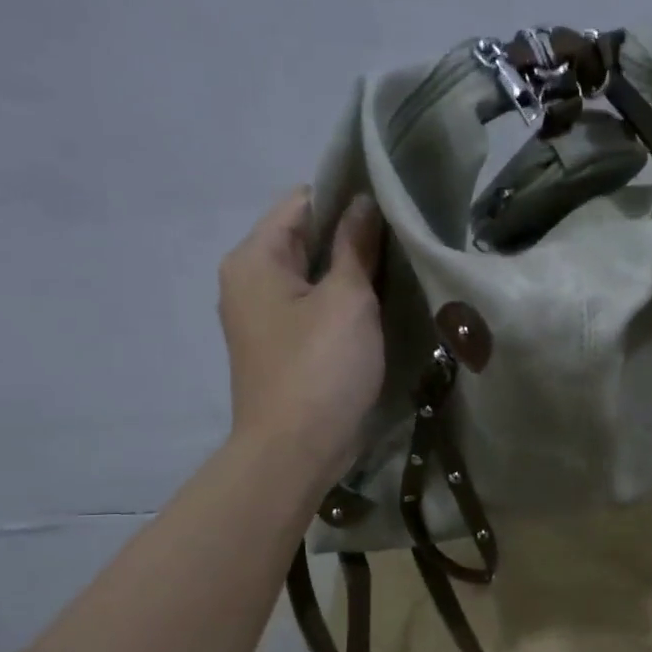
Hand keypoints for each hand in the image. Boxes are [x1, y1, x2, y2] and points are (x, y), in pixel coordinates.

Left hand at [218, 188, 383, 482]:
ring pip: (312, 277)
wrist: (295, 451)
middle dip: (352, 239)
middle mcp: (248, 281)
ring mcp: (262, 318)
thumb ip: (355, 246)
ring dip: (350, 274)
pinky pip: (312, 309)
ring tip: (397, 274)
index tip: (392, 210)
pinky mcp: (280, 348)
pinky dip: (341, 305)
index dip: (347, 199)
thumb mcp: (347, 300)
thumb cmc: (321, 368)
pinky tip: (377, 312)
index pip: (302, 202)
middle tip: (403, 243)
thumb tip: (363, 203)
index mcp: (254, 258)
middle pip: (305, 239)